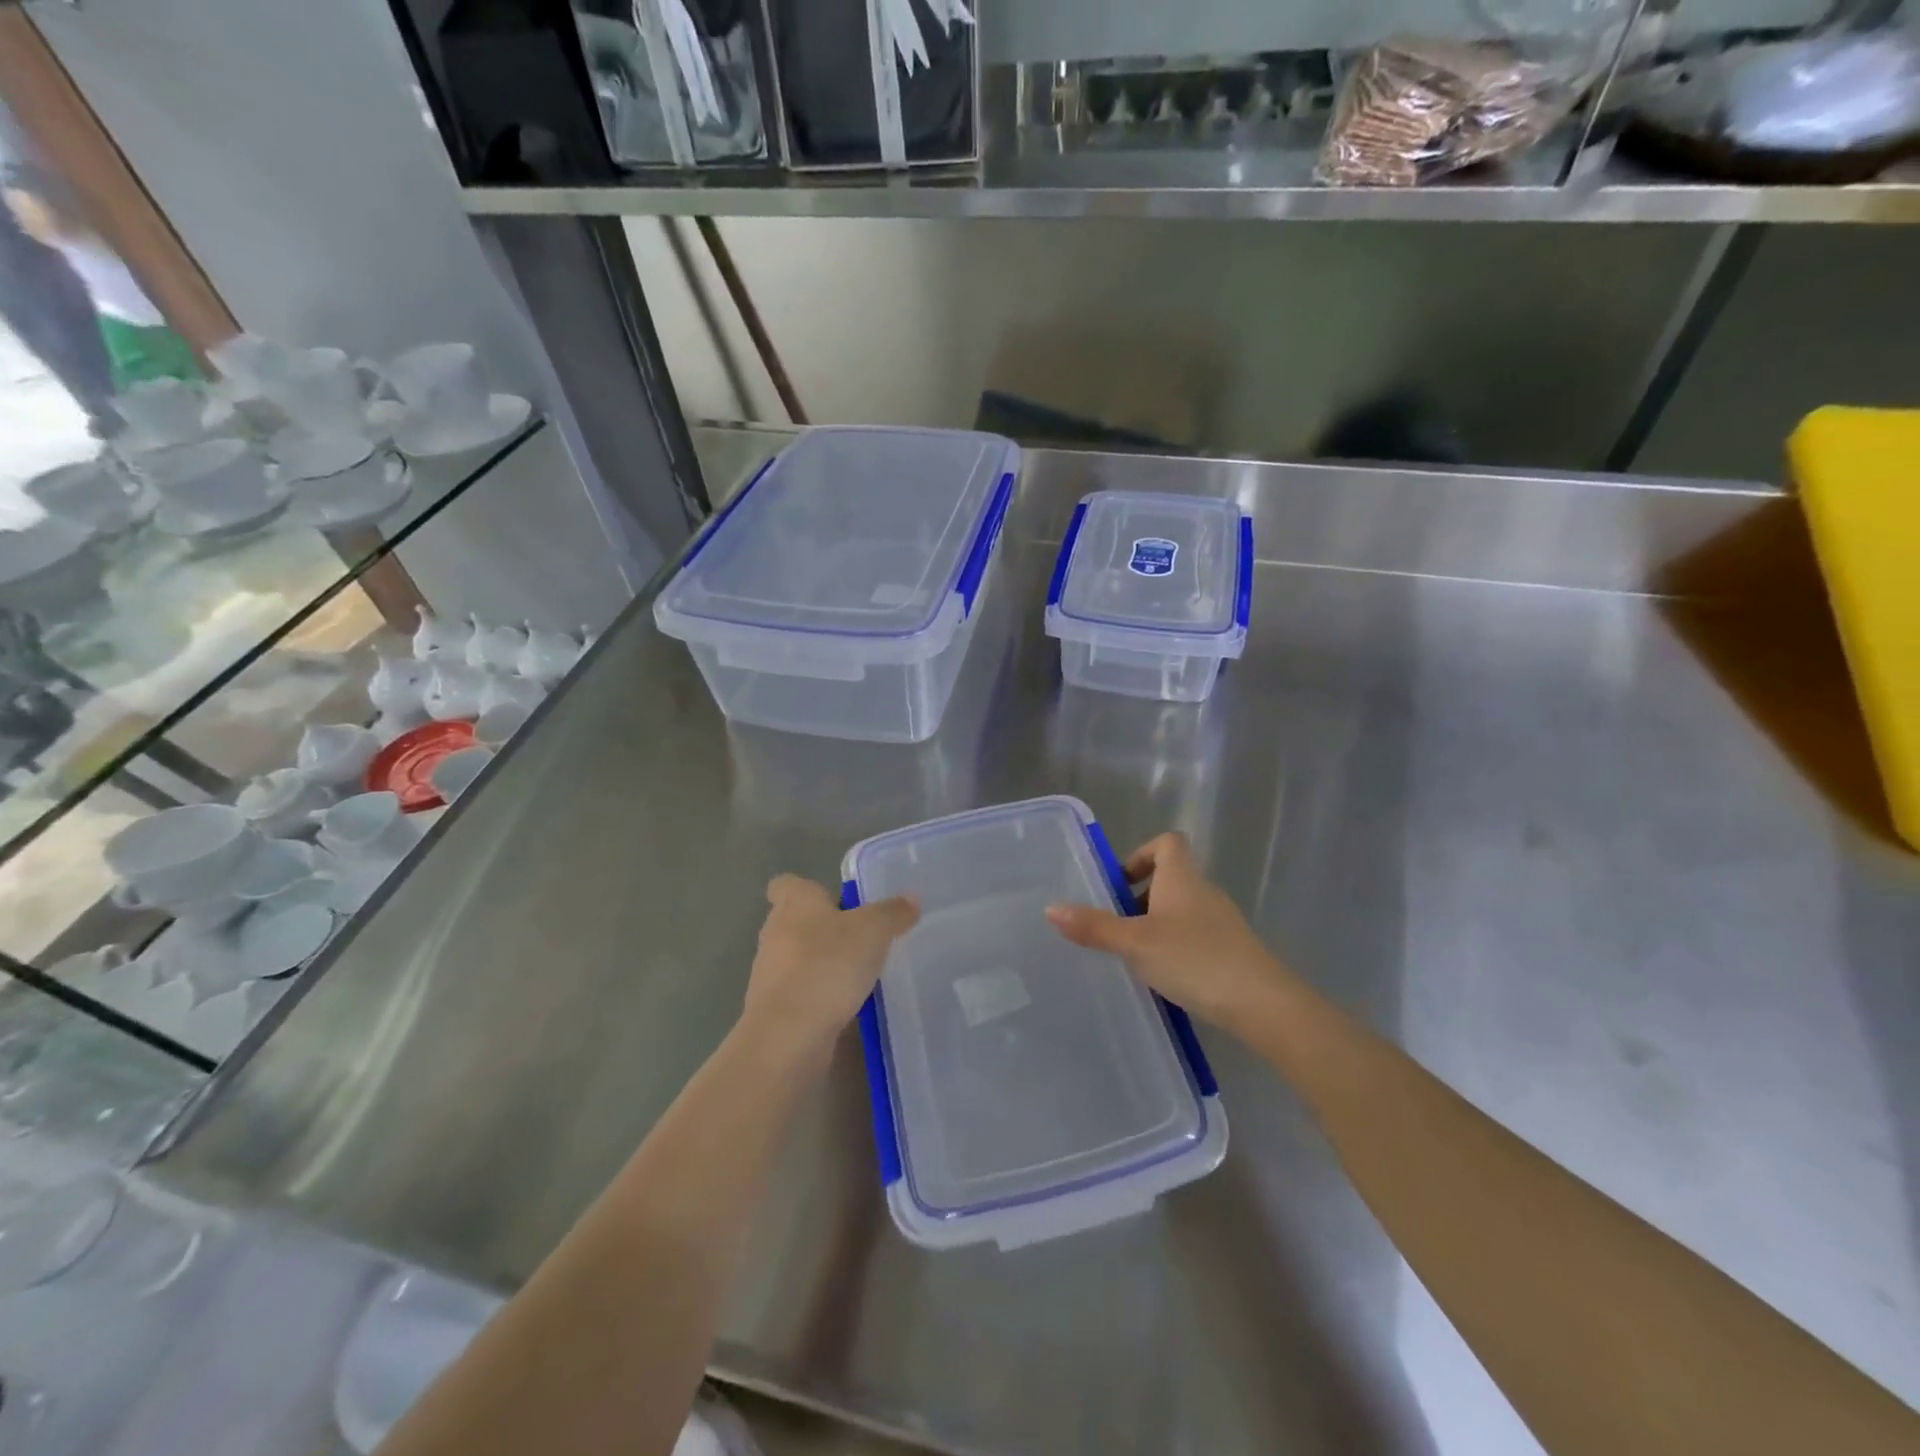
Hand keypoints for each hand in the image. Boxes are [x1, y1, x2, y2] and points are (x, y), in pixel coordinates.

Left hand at [743, 875, 918, 1064]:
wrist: (789, 1034)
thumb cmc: (828, 964)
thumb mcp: (873, 930)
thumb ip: (892, 912)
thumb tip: (911, 898)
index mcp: (794, 902)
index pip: (786, 884)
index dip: (809, 889)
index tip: (835, 900)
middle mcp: (775, 932)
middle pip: (796, 921)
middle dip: (825, 928)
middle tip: (862, 937)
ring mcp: (769, 973)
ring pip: (798, 959)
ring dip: (823, 964)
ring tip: (860, 974)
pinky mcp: (773, 1009)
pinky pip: (801, 993)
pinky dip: (820, 996)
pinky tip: (848, 1007)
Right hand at [1045, 832, 1284, 1028]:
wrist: (1261, 1003)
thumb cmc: (1193, 959)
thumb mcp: (1135, 943)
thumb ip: (1094, 926)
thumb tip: (1051, 909)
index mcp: (1182, 878)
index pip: (1167, 843)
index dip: (1141, 854)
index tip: (1120, 884)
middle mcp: (1204, 891)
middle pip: (1171, 877)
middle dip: (1141, 896)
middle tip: (1117, 925)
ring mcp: (1222, 921)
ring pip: (1182, 908)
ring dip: (1157, 923)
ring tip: (1136, 954)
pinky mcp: (1232, 950)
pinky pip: (1196, 935)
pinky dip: (1176, 945)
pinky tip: (1165, 975)